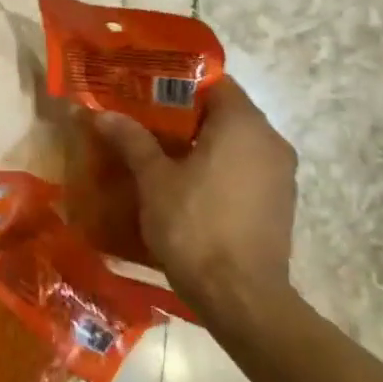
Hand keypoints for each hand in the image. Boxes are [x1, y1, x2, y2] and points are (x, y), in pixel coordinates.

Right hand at [94, 80, 296, 331]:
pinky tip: (188, 186)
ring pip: (237, 143)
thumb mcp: (154, 180)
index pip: (214, 83)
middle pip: (226, 112)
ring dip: (203, 144)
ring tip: (162, 154)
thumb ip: (132, 140)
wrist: (241, 298)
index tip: (146, 91)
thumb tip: (102, 112)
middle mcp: (271, 141)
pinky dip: (220, 168)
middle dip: (185, 115)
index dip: (178, 84)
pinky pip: (246, 170)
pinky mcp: (280, 204)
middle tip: (145, 121)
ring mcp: (281, 175)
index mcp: (243, 124)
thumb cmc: (194, 226)